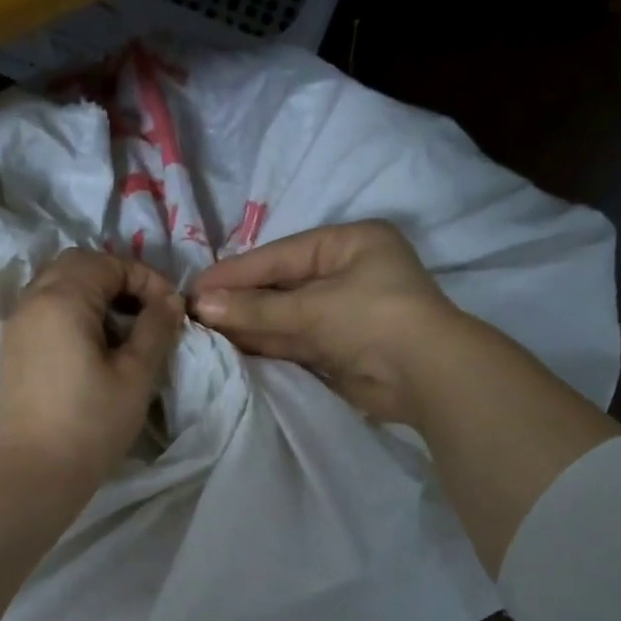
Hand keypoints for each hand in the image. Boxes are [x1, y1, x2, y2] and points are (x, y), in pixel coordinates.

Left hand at [0, 248, 185, 485]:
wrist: (33, 472)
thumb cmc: (91, 424)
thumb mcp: (135, 375)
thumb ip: (156, 329)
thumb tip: (171, 300)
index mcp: (62, 299)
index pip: (108, 263)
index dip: (145, 278)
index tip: (170, 309)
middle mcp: (33, 300)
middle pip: (77, 264)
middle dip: (117, 278)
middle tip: (146, 311)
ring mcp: (17, 324)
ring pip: (57, 284)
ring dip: (93, 294)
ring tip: (123, 329)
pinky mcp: (13, 348)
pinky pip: (44, 309)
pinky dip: (73, 311)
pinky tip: (94, 346)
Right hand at [191, 221, 469, 424]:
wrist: (426, 377)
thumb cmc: (372, 318)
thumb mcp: (312, 307)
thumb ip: (256, 307)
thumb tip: (202, 303)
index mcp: (349, 243)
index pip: (280, 255)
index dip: (237, 271)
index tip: (196, 285)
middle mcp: (346, 273)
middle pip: (282, 285)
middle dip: (241, 299)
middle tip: (194, 310)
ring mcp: (343, 313)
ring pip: (286, 315)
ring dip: (250, 323)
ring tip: (204, 330)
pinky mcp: (339, 348)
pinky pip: (295, 340)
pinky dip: (267, 343)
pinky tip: (232, 346)